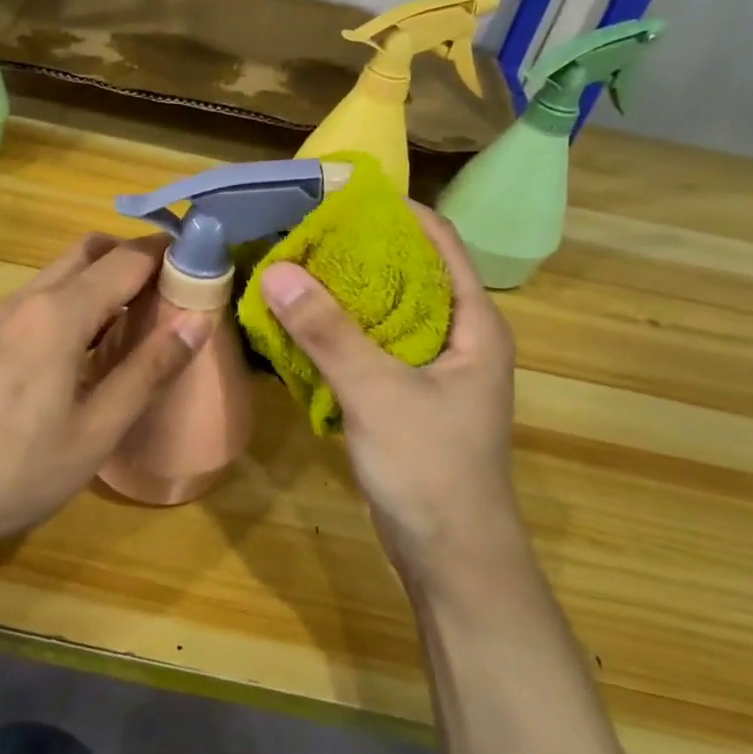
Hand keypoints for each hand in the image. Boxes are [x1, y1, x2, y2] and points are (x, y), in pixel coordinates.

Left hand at [0, 233, 212, 548]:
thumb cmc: (18, 467)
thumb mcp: (98, 428)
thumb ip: (148, 370)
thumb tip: (197, 321)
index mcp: (60, 313)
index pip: (126, 259)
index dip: (168, 256)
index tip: (204, 269)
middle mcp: (30, 300)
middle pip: (90, 252)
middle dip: (134, 259)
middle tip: (173, 295)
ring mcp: (3, 318)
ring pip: (63, 274)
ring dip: (105, 281)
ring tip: (141, 323)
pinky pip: (44, 300)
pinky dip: (79, 303)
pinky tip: (93, 349)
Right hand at [256, 205, 523, 595]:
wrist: (452, 558)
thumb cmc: (431, 468)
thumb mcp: (377, 393)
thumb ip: (327, 332)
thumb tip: (278, 270)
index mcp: (474, 324)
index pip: (440, 242)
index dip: (396, 212)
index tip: (342, 195)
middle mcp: (460, 338)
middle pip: (410, 274)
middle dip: (360, 251)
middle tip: (304, 232)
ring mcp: (436, 371)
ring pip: (388, 314)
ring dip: (345, 294)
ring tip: (294, 270)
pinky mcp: (410, 398)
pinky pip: (374, 349)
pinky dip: (341, 333)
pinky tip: (301, 327)